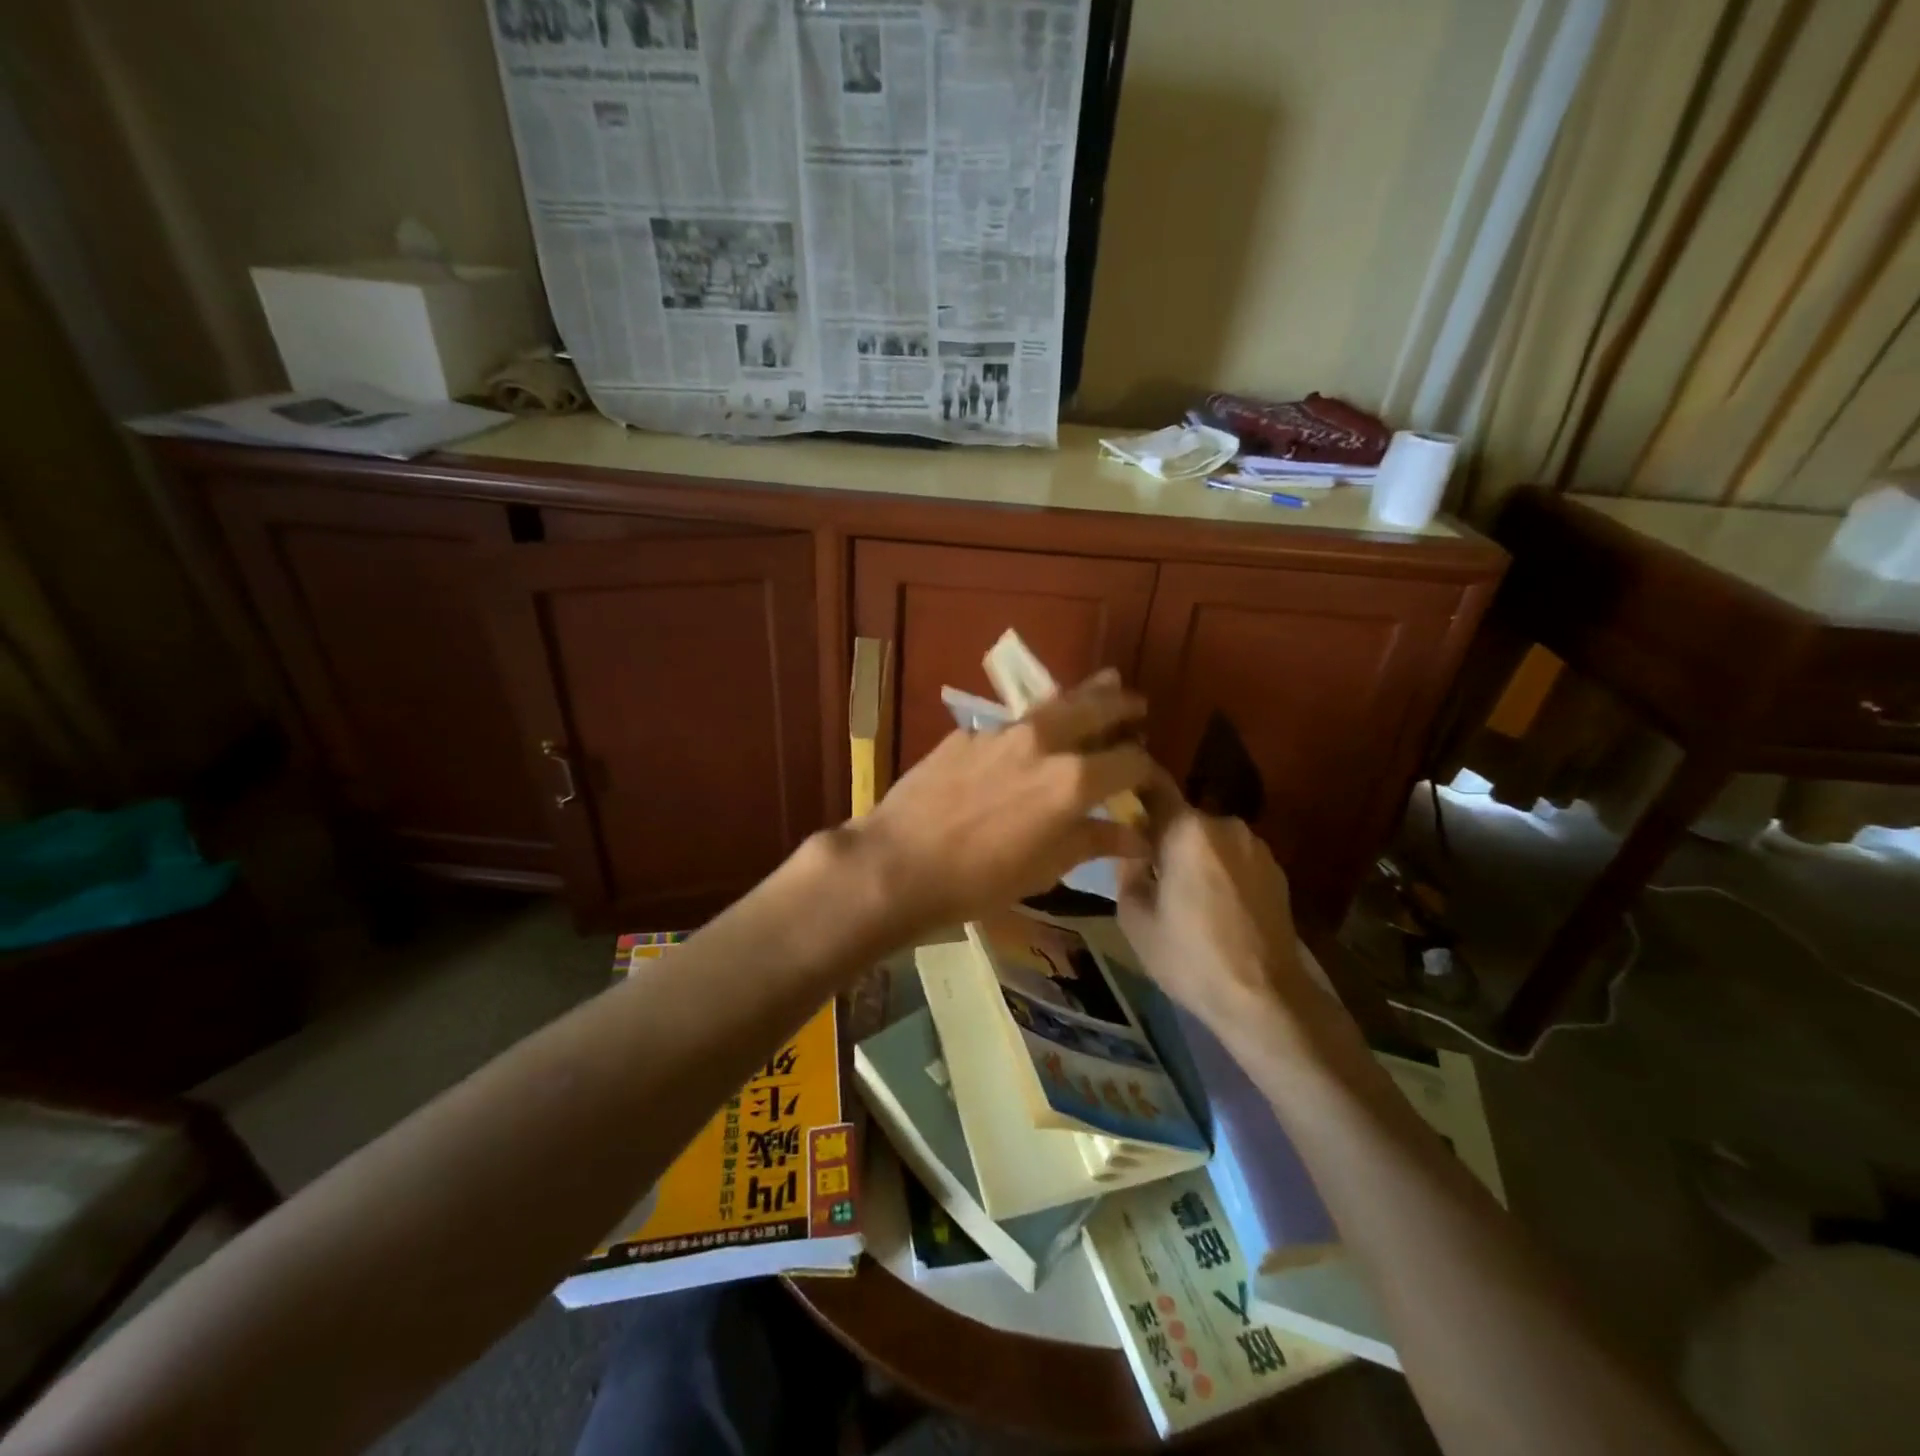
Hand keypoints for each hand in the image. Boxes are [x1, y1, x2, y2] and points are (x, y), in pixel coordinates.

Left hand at [851, 669, 1151, 938]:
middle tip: (1137, 704)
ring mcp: (1001, 732)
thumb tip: (1136, 835)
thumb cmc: (979, 879)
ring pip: (1053, 703)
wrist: (898, 862)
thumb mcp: (1045, 868)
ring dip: (1082, 696)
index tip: (1149, 777)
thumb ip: (1093, 841)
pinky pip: (1011, 722)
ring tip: (1103, 683)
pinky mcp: (967, 734)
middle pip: (1096, 708)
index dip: (1147, 769)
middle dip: (1122, 705)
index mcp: (1073, 780)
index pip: (1130, 760)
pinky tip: (1029, 734)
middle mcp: (1043, 742)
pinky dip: (1034, 722)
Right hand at [1117, 769, 1310, 1037]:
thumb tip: (1131, 849)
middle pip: (1182, 819)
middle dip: (1164, 837)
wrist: (1265, 998)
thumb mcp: (1134, 917)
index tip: (1118, 804)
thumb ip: (1126, 870)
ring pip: (1210, 840)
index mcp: (1187, 829)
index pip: (1153, 786)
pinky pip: (1234, 858)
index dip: (1133, 791)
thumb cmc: (1189, 957)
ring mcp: (1257, 847)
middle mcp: (1225, 825)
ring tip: (1185, 896)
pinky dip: (1220, 872)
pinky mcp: (1278, 871)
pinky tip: (1216, 908)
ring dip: (1195, 856)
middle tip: (1149, 872)